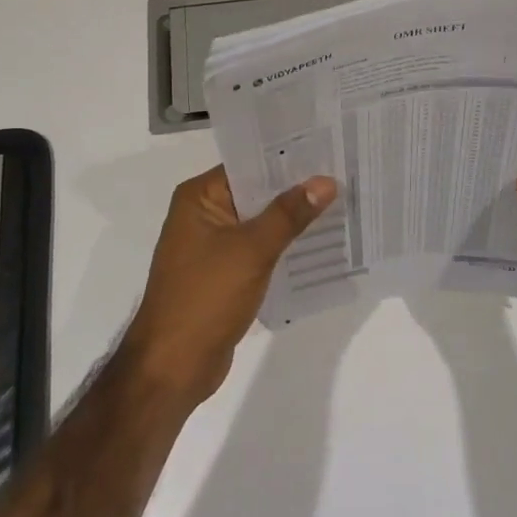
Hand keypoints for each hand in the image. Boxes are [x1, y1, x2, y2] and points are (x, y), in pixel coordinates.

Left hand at [122, 165, 336, 407]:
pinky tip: (319, 244)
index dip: (287, 159)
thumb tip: (326, 181)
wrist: (173, 367)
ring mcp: (211, 246)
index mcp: (198, 197)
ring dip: (292, 219)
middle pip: (256, 192)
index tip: (327, 149)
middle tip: (343, 175)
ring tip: (340, 205)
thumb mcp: (252, 250)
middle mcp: (202, 214)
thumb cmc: (205, 297)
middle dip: (295, 189)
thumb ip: (289, 214)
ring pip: (260, 222)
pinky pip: (258, 249)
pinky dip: (283, 246)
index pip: (248, 164)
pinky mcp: (223, 273)